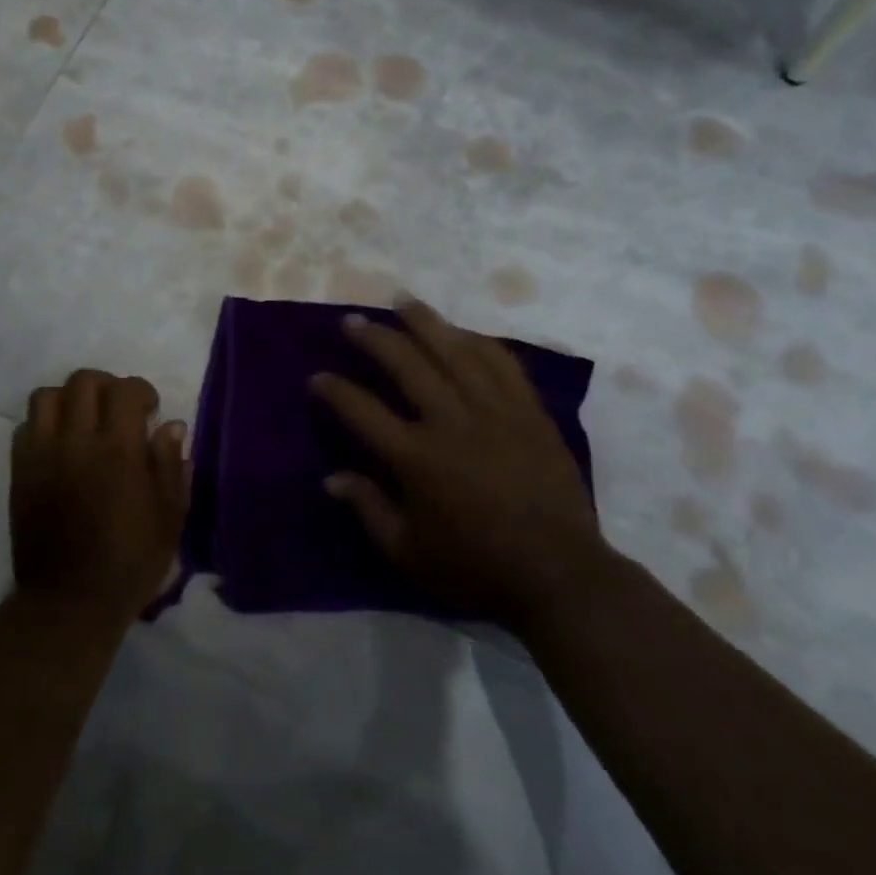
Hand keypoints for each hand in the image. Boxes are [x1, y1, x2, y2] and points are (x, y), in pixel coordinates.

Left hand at [10, 369, 189, 622]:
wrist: (71, 600)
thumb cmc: (131, 560)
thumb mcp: (170, 516)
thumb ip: (171, 464)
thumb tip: (172, 425)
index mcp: (118, 451)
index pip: (124, 390)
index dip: (141, 391)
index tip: (150, 412)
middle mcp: (76, 442)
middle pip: (83, 381)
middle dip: (107, 386)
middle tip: (119, 411)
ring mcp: (42, 455)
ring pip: (46, 396)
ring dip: (70, 400)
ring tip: (84, 422)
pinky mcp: (20, 472)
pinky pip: (25, 427)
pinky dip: (44, 424)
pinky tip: (60, 446)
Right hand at [309, 300, 608, 633]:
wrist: (558, 573)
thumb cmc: (476, 568)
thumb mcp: (408, 553)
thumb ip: (368, 509)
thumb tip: (331, 478)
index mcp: (417, 458)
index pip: (362, 411)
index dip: (335, 390)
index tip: (317, 377)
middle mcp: (452, 421)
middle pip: (407, 364)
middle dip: (374, 337)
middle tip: (353, 320)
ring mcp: (495, 410)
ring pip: (455, 350)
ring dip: (424, 322)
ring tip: (402, 301)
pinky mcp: (529, 411)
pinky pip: (502, 362)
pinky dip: (478, 341)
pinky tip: (463, 332)